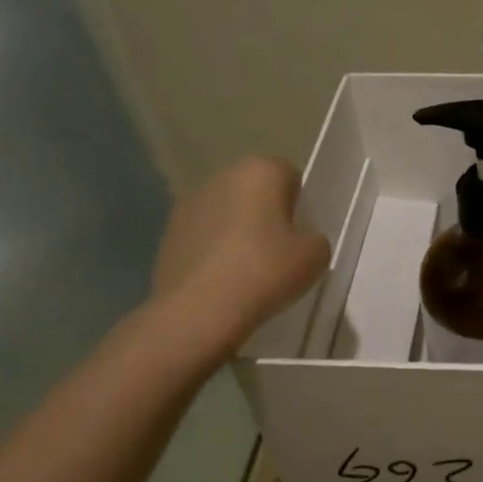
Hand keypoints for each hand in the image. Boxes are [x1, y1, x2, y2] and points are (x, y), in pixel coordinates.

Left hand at [150, 157, 329, 354]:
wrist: (198, 311)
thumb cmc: (265, 271)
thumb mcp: (315, 256)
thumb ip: (313, 238)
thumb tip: (298, 241)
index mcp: (260, 170)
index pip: (290, 175)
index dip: (299, 205)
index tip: (299, 235)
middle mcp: (221, 176)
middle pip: (254, 190)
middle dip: (266, 214)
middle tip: (278, 252)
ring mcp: (188, 204)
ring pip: (226, 212)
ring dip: (237, 231)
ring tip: (248, 271)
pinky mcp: (167, 234)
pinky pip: (203, 236)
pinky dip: (213, 252)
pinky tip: (222, 281)